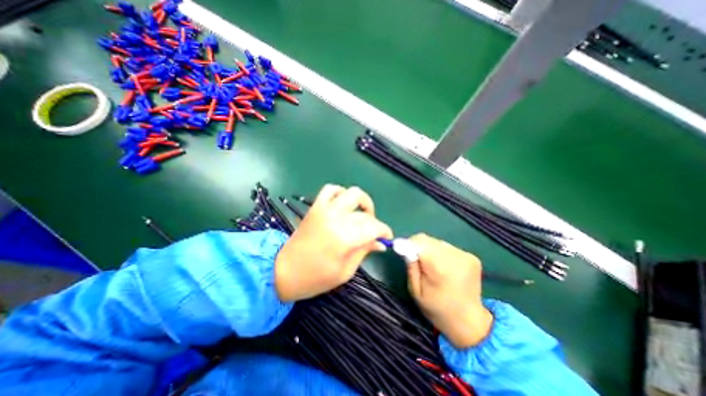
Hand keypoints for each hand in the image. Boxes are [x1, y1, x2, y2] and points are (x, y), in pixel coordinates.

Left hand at [275, 184, 394, 301]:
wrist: (283, 271)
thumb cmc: (315, 278)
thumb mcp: (345, 271)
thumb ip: (364, 252)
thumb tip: (380, 243)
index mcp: (344, 237)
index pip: (374, 227)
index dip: (385, 231)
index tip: (387, 238)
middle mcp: (336, 218)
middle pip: (365, 212)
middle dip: (374, 222)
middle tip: (373, 233)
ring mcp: (324, 209)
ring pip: (351, 193)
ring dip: (362, 202)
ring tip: (362, 215)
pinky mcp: (315, 207)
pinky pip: (330, 189)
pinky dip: (341, 193)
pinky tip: (344, 205)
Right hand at [409, 233, 491, 347]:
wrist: (469, 322)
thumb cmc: (437, 308)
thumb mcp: (416, 291)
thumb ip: (411, 267)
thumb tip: (405, 247)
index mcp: (440, 268)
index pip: (420, 242)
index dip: (409, 244)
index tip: (403, 251)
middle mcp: (455, 257)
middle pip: (428, 240)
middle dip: (418, 247)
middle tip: (417, 261)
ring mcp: (466, 256)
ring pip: (437, 242)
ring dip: (430, 250)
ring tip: (432, 266)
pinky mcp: (472, 257)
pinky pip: (447, 247)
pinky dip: (441, 253)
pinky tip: (444, 267)